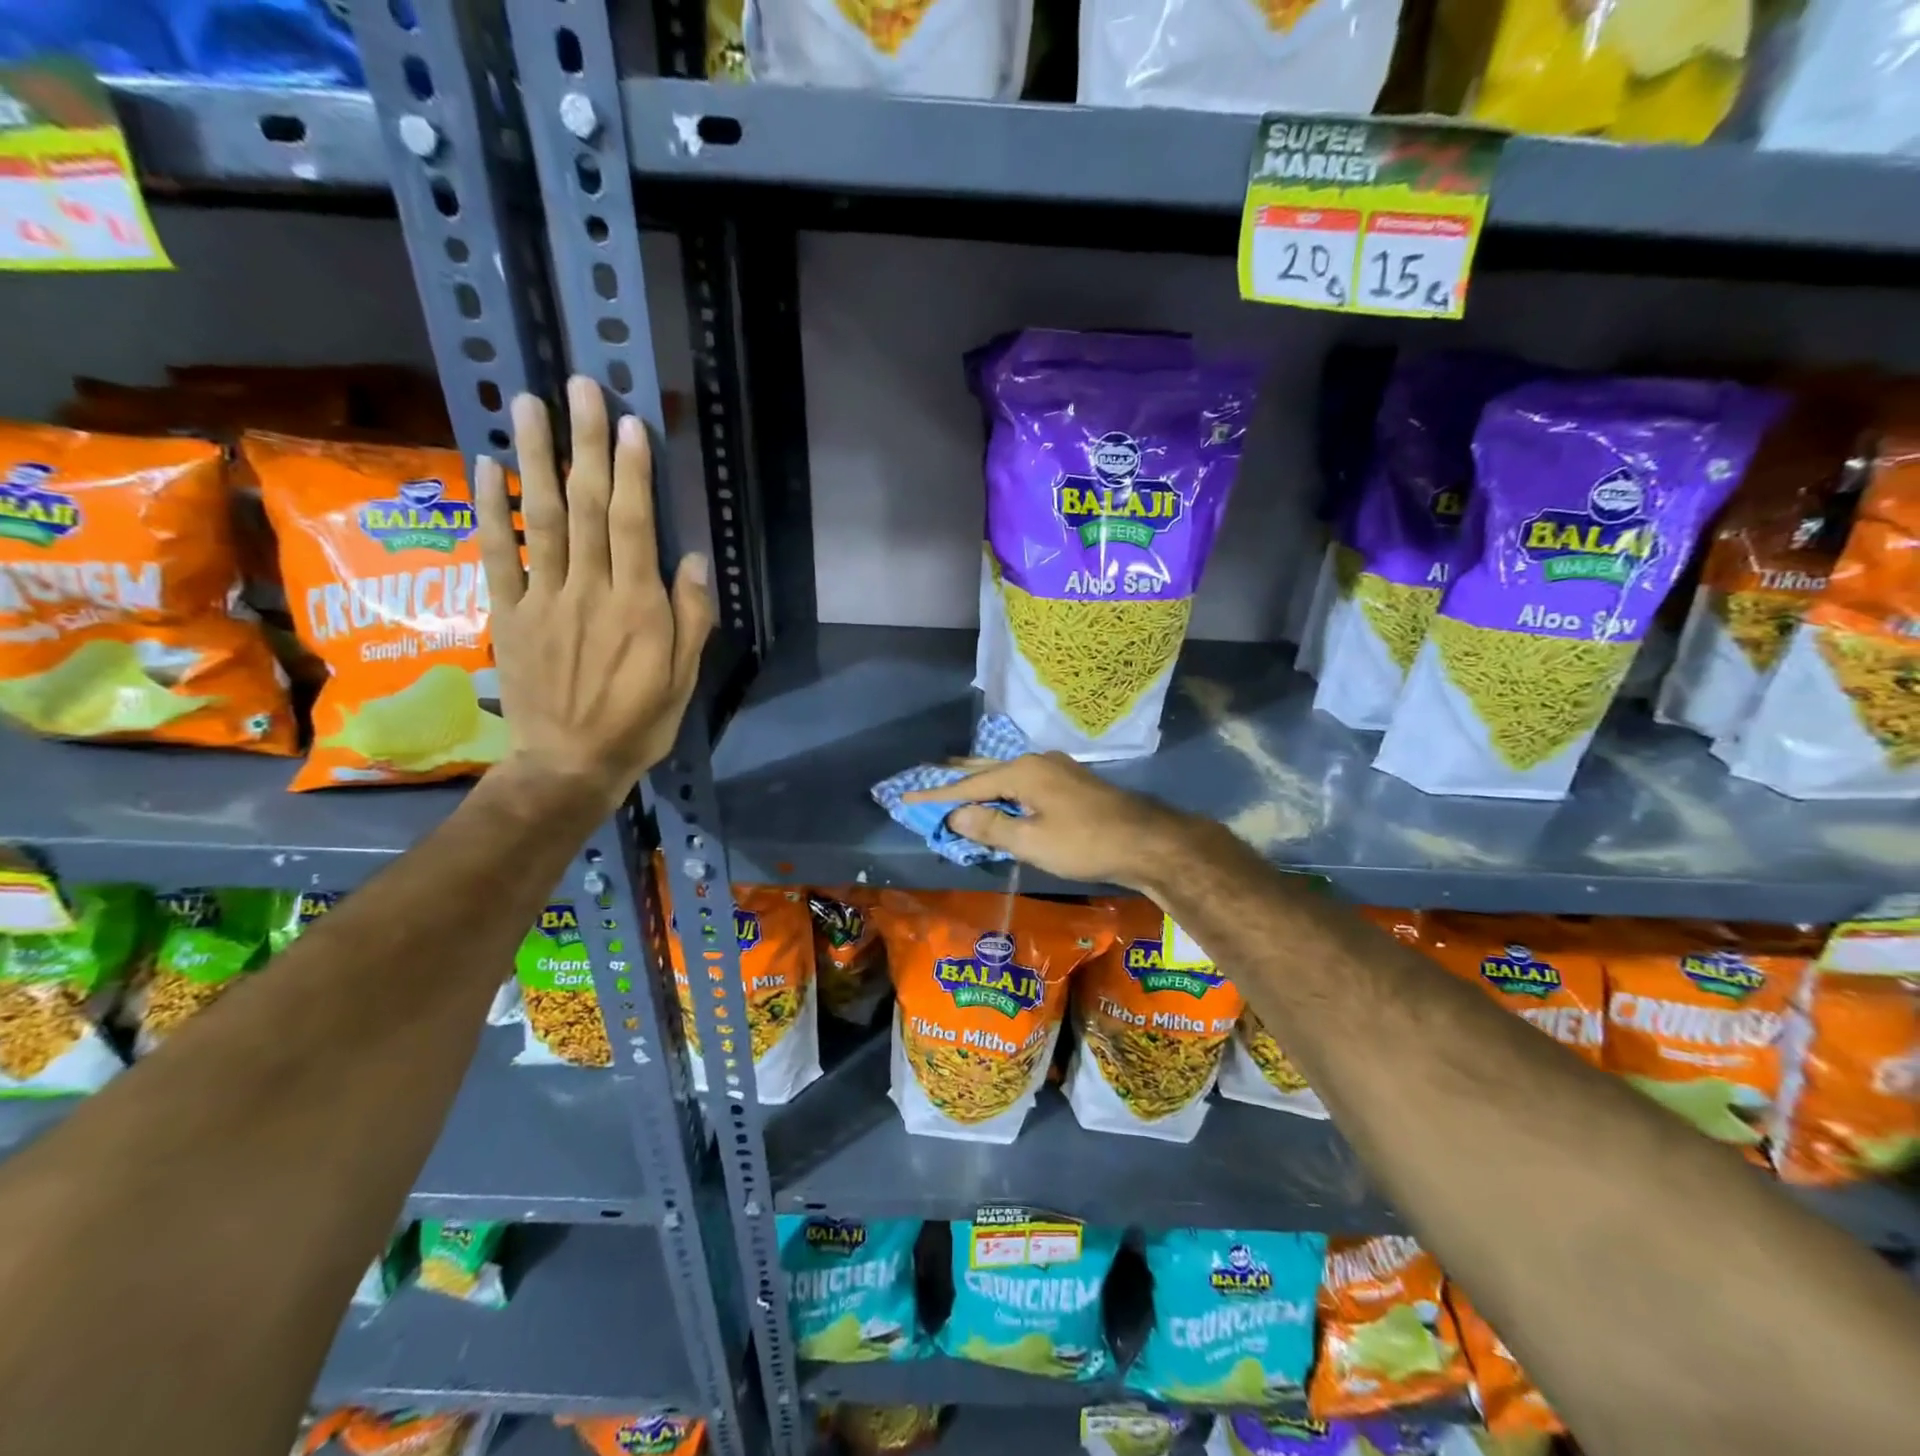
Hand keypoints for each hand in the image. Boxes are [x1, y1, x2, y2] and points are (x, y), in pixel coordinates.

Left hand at [477, 376, 713, 810]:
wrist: (568, 765)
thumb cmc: (637, 723)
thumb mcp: (683, 680)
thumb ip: (690, 618)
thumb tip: (691, 559)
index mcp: (637, 608)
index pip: (632, 525)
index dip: (631, 472)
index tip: (630, 424)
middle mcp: (588, 591)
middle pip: (585, 507)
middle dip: (586, 444)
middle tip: (581, 387)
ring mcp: (542, 598)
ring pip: (540, 518)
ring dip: (536, 458)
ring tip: (530, 404)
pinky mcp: (509, 613)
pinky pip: (499, 554)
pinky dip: (492, 509)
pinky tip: (488, 465)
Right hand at [904, 751, 1194, 888]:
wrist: (1145, 841)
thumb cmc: (1084, 843)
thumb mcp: (1032, 841)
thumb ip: (991, 826)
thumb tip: (956, 814)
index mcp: (1022, 772)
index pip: (968, 784)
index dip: (936, 794)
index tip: (906, 796)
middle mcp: (1036, 762)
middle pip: (985, 769)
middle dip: (955, 776)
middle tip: (926, 774)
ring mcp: (1056, 769)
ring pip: (1006, 773)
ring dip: (980, 781)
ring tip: (956, 780)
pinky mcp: (1070, 782)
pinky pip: (1023, 781)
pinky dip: (1003, 788)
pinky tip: (1002, 794)